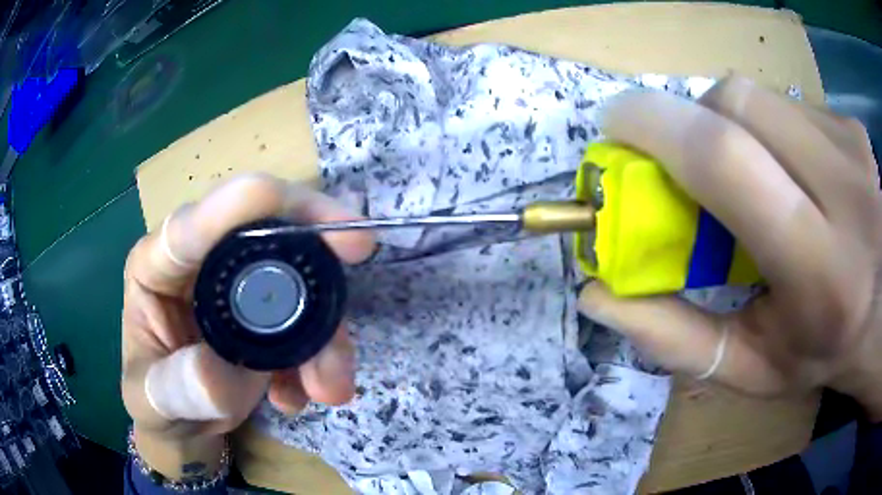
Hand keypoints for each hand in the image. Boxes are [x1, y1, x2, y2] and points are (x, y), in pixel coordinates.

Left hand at [121, 174, 373, 478]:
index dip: (241, 204)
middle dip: (313, 240)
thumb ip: (176, 388)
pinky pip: (307, 320)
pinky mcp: (267, 314)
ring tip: (329, 388)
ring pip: (297, 278)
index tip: (291, 199)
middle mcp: (202, 263)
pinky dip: (318, 358)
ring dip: (325, 331)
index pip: (194, 224)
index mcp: (158, 267)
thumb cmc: (156, 402)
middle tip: (360, 247)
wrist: (182, 424)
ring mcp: (239, 287)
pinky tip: (296, 397)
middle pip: (263, 227)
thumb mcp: (153, 400)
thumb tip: (218, 373)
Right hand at [579, 76, 881, 419]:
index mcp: (820, 272)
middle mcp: (845, 192)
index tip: (617, 128)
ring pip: (758, 96)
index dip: (657, 126)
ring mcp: (852, 147)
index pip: (728, 160)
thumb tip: (596, 292)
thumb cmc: (821, 352)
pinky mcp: (852, 127)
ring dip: (730, 126)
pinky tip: (786, 168)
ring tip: (746, 173)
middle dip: (691, 122)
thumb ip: (675, 339)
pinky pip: (786, 104)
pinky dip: (767, 128)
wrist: (881, 313)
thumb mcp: (749, 368)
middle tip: (684, 160)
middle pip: (738, 105)